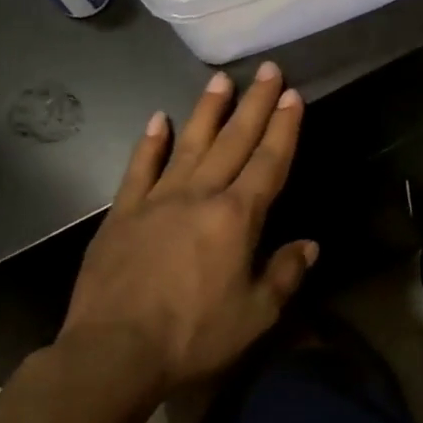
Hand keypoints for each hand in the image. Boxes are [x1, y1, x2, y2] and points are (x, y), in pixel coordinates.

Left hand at [59, 63, 316, 393]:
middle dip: (255, 104)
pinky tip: (158, 119)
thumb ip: (285, 274)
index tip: (293, 96)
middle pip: (233, 141)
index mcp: (236, 217)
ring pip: (188, 144)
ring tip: (221, 80)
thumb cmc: (194, 335)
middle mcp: (199, 196)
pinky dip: (150, 143)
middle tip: (269, 70)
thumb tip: (309, 245)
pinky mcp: (122, 213)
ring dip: (207, 110)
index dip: (284, 128)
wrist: (113, 352)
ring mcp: (157, 200)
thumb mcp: (257, 314)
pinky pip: (139, 169)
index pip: (268, 162)